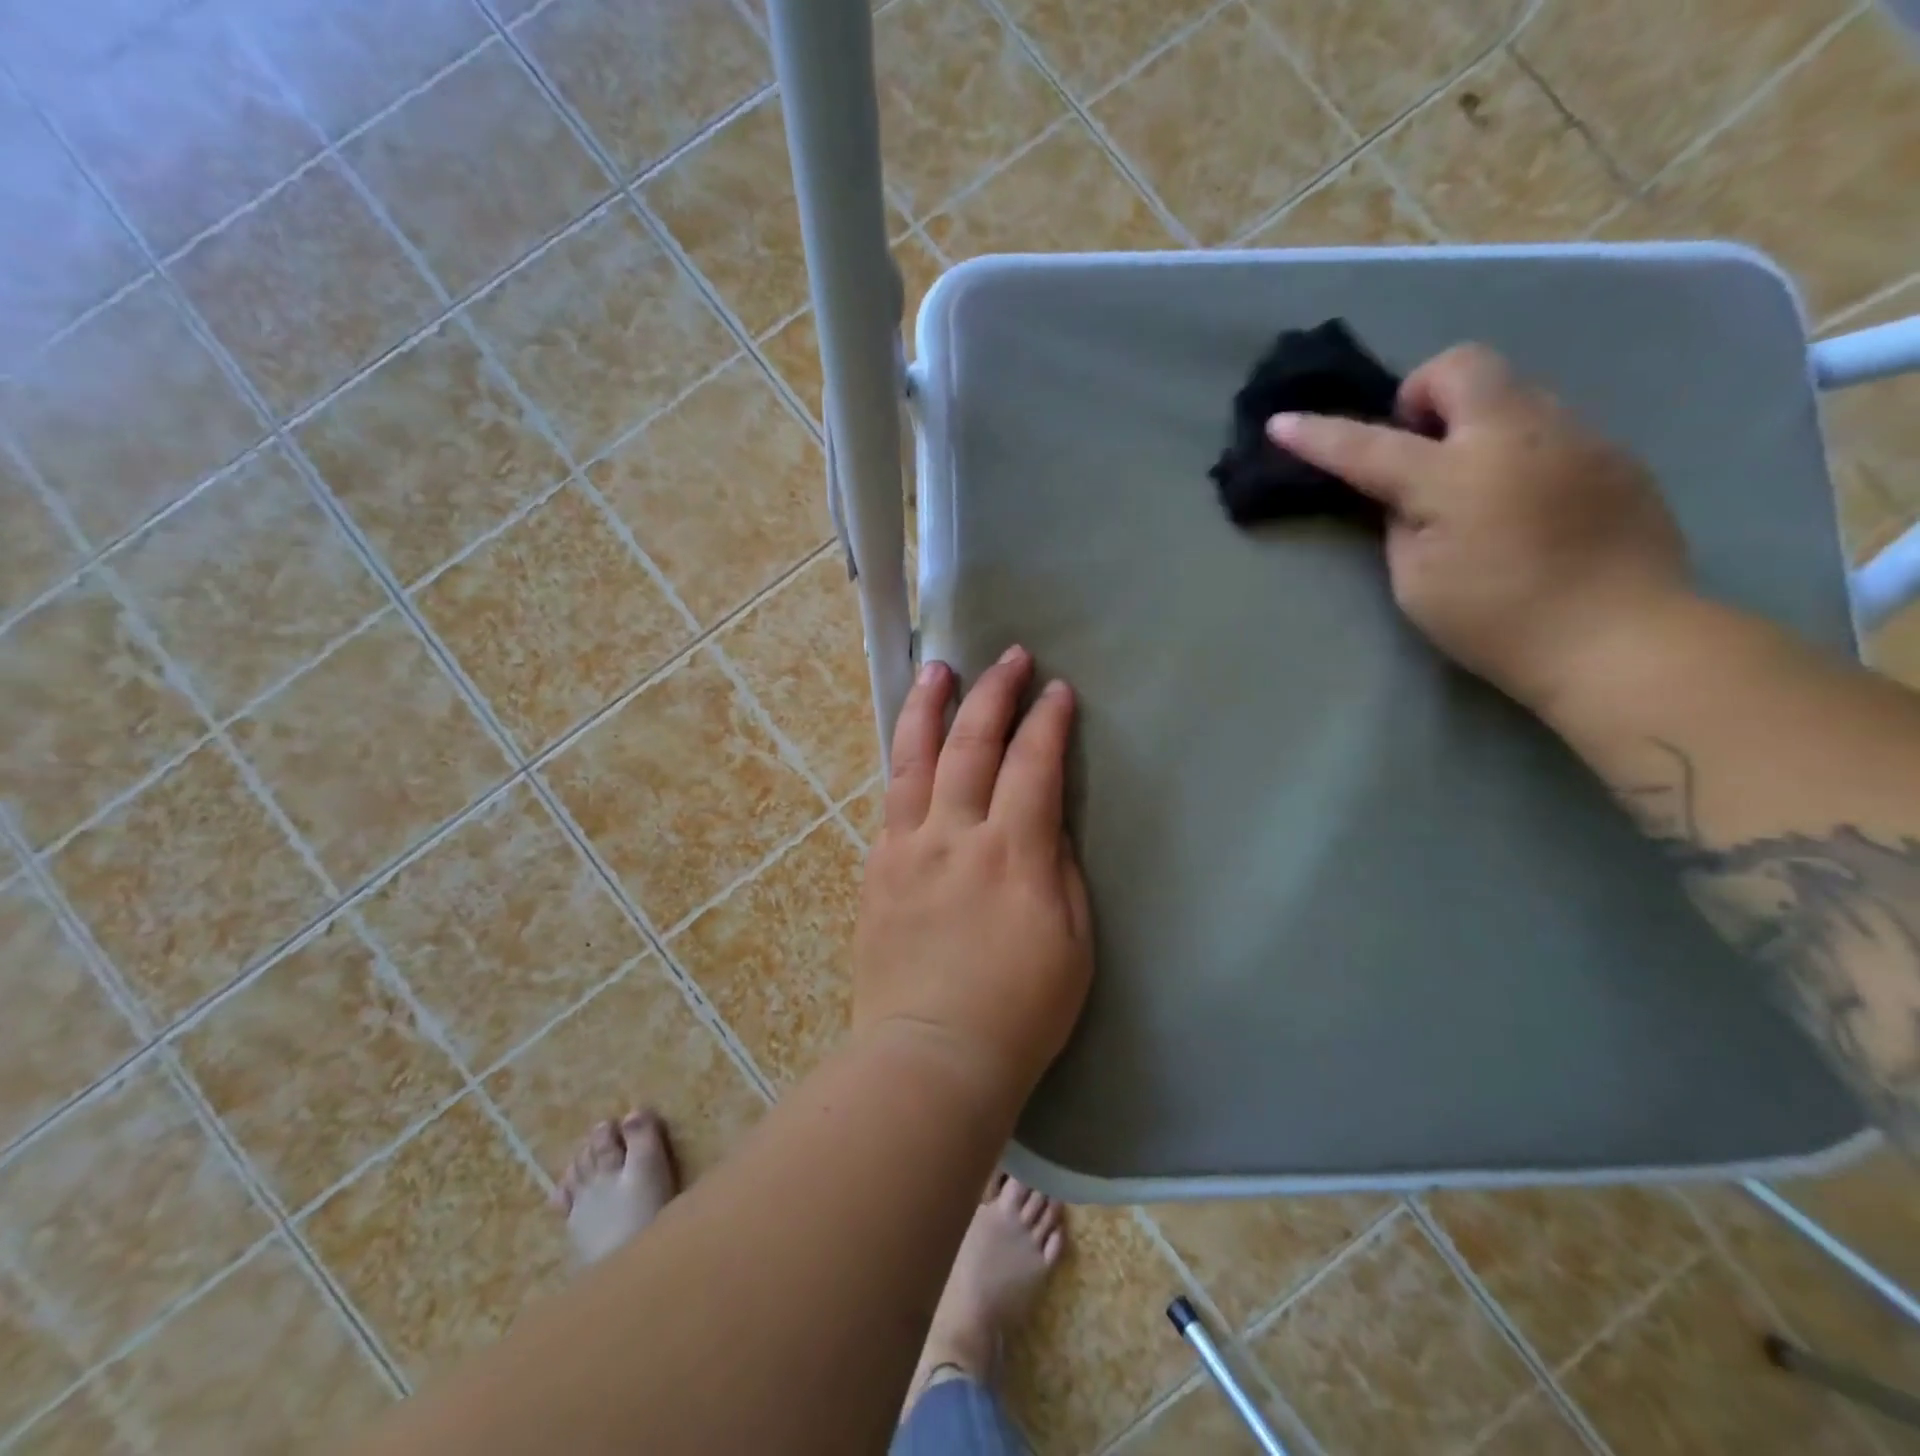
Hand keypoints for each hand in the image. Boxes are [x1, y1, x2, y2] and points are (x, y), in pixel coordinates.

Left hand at [852, 647, 1093, 1103]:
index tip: (1057, 691)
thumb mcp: (1072, 941)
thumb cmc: (1021, 1010)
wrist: (932, 1055)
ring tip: (939, 669)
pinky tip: (911, 742)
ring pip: (915, 758)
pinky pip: (891, 798)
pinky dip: (904, 759)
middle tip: (1008, 657)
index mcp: (1012, 854)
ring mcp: (908, 848)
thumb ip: (1059, 868)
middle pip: (972, 745)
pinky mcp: (878, 867)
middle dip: (994, 693)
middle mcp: (955, 835)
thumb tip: (1046, 819)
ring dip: (930, 707)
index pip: (1034, 765)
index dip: (1048, 722)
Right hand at [1268, 343, 1690, 714]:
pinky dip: (1515, 446)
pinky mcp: (1613, 454)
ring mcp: (1576, 436)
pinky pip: (1549, 425)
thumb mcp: (1416, 581)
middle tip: (1414, 445)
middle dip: (1423, 391)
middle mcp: (1518, 435)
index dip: (1318, 435)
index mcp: (1455, 476)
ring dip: (1472, 419)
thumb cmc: (1497, 621)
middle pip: (1461, 365)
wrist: (1621, 639)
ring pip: (1511, 390)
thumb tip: (1408, 495)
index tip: (1280, 423)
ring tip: (1470, 480)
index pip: (1368, 446)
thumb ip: (1400, 523)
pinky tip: (1521, 502)